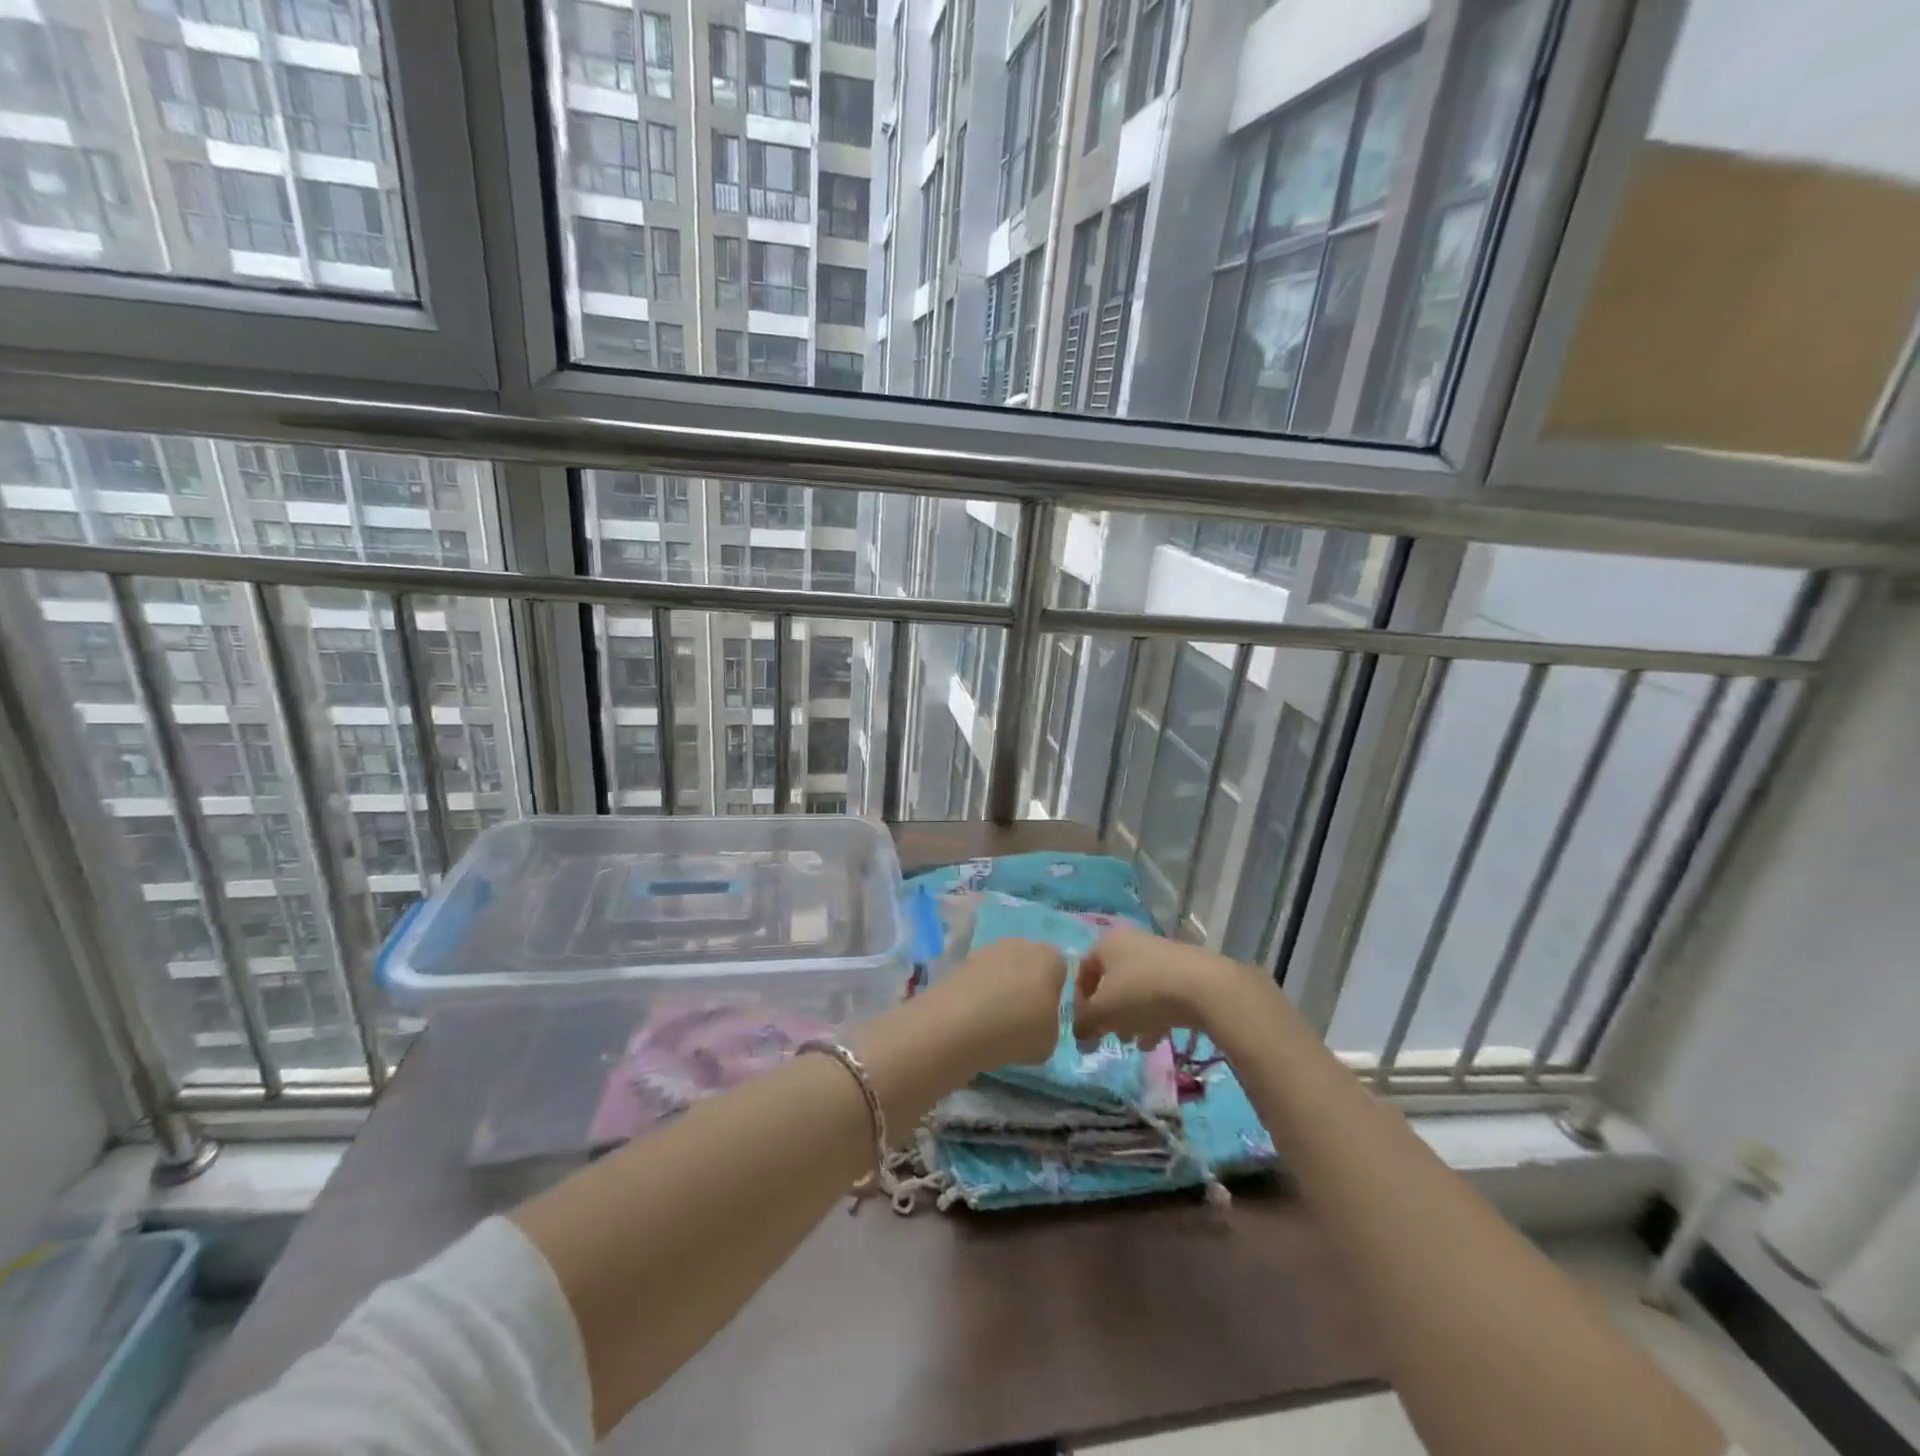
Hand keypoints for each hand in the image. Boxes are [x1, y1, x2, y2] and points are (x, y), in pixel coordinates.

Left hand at [922, 937, 1067, 1072]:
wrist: (958, 1024)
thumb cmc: (1017, 1030)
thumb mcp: (1050, 1041)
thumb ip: (1050, 1025)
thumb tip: (1039, 1022)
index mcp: (1050, 958)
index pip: (1060, 969)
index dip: (1055, 993)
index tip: (1045, 1017)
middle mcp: (1020, 944)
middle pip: (1029, 965)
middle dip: (1026, 987)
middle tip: (1021, 1019)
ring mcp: (987, 950)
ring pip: (1002, 971)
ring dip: (1001, 990)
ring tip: (993, 1023)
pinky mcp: (961, 962)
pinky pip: (979, 979)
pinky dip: (978, 995)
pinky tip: (974, 1019)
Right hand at [1071, 926, 1241, 1049]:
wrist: (1204, 987)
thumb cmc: (1142, 992)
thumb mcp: (1104, 1011)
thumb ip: (1085, 1023)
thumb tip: (1079, 1036)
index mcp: (1107, 943)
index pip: (1083, 971)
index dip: (1079, 1001)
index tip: (1085, 1027)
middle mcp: (1131, 942)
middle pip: (1111, 981)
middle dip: (1108, 1012)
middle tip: (1110, 1035)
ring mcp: (1160, 955)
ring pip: (1136, 989)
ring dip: (1130, 1017)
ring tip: (1134, 1041)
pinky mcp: (1184, 970)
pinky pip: (1159, 993)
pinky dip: (1153, 1015)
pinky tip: (1156, 1039)